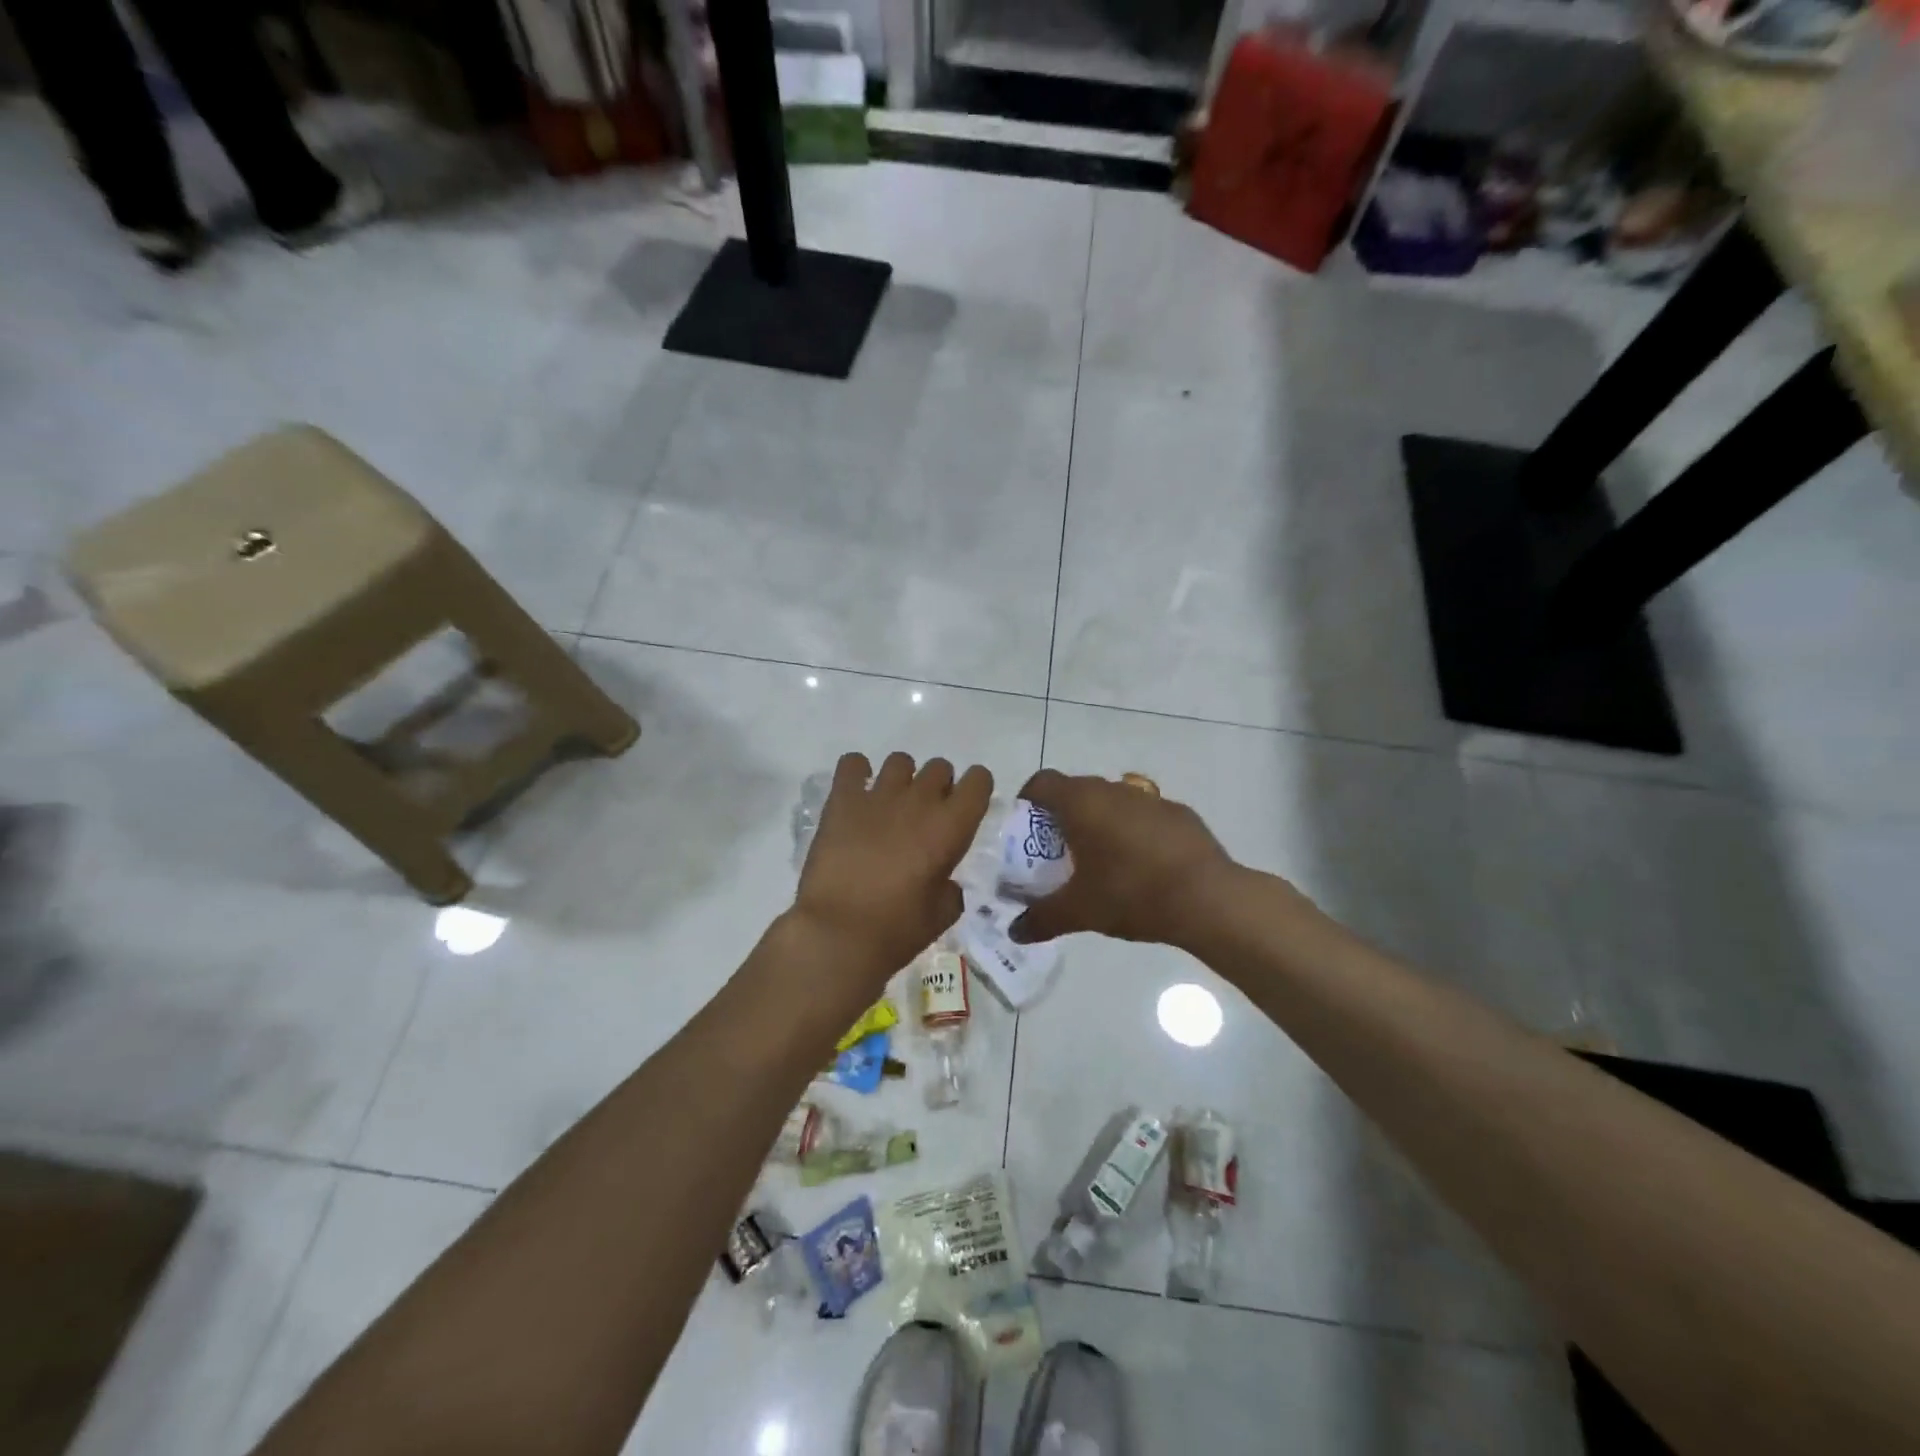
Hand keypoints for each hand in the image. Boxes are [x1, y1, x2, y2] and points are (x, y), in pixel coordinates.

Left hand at [793, 751, 994, 986]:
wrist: (839, 933)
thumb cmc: (897, 930)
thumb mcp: (941, 914)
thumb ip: (950, 889)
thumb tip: (944, 881)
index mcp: (951, 826)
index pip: (979, 780)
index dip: (975, 789)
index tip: (965, 807)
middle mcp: (920, 800)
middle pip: (939, 767)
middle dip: (937, 786)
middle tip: (924, 815)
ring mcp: (879, 795)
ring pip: (900, 761)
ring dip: (901, 779)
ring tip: (889, 805)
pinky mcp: (842, 800)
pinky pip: (852, 763)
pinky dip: (857, 773)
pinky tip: (856, 796)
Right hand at [1008, 769, 1236, 947]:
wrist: (1207, 898)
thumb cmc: (1131, 894)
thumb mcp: (1078, 912)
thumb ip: (1041, 919)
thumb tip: (1015, 932)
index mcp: (1081, 802)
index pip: (1042, 783)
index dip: (1028, 801)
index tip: (1025, 830)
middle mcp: (1113, 789)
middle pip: (1075, 790)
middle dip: (1062, 815)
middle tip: (1057, 852)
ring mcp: (1149, 798)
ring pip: (1111, 800)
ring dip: (1099, 821)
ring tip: (1099, 859)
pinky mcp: (1179, 812)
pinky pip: (1143, 815)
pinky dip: (1133, 830)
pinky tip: (1141, 864)